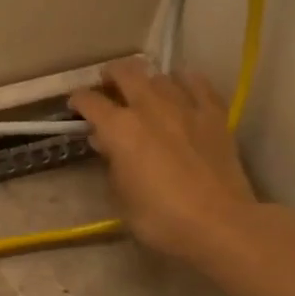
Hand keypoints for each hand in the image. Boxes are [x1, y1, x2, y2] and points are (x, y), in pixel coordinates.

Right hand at [70, 58, 262, 270]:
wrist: (219, 223)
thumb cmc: (160, 218)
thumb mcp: (121, 196)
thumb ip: (111, 163)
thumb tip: (107, 143)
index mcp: (119, 129)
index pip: (90, 102)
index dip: (78, 101)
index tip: (75, 106)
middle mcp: (148, 107)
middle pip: (125, 73)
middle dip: (111, 75)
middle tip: (108, 84)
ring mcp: (184, 106)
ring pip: (160, 76)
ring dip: (148, 81)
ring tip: (146, 91)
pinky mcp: (214, 114)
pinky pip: (197, 83)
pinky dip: (184, 80)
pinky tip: (182, 86)